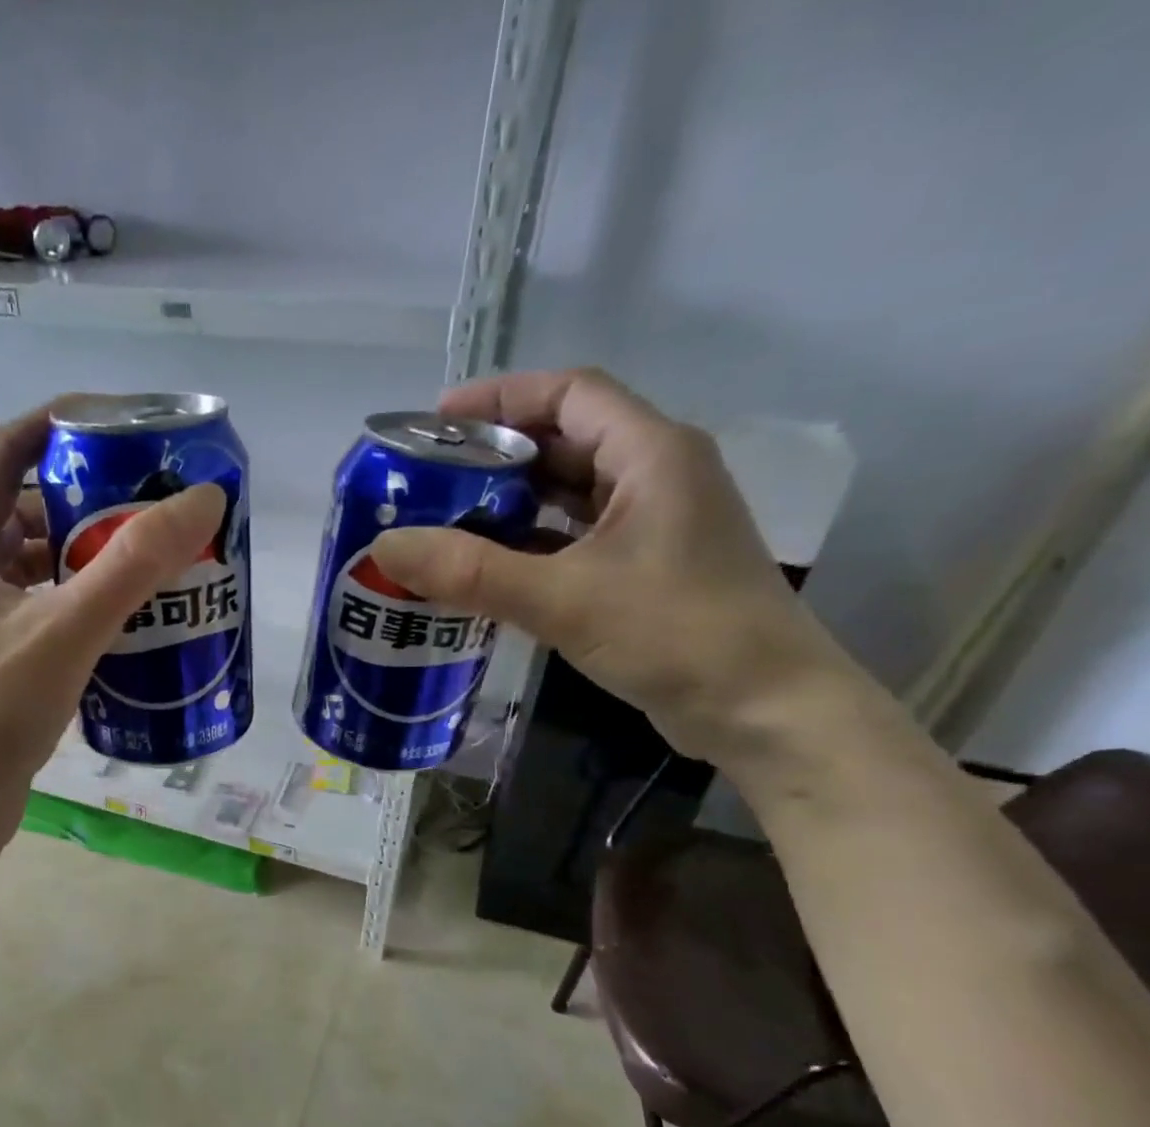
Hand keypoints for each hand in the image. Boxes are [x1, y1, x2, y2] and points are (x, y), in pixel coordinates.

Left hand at [0, 400, 225, 818]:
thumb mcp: (69, 629)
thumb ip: (134, 563)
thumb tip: (203, 497)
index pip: (8, 449)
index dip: (63, 422)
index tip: (126, 425)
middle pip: (35, 505)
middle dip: (97, 498)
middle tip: (160, 505)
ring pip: (44, 560)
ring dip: (96, 553)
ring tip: (157, 561)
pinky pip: (49, 605)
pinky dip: (88, 599)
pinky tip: (130, 619)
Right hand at [371, 368, 851, 764]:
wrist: (765, 711)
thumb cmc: (676, 635)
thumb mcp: (564, 598)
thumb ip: (472, 572)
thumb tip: (385, 547)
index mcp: (652, 453)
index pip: (571, 393)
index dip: (501, 397)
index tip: (436, 422)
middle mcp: (656, 476)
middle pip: (565, 441)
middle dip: (494, 455)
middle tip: (428, 479)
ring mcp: (653, 526)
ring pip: (569, 494)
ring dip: (509, 503)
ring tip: (444, 521)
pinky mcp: (645, 570)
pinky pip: (574, 540)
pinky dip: (529, 546)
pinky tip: (485, 569)